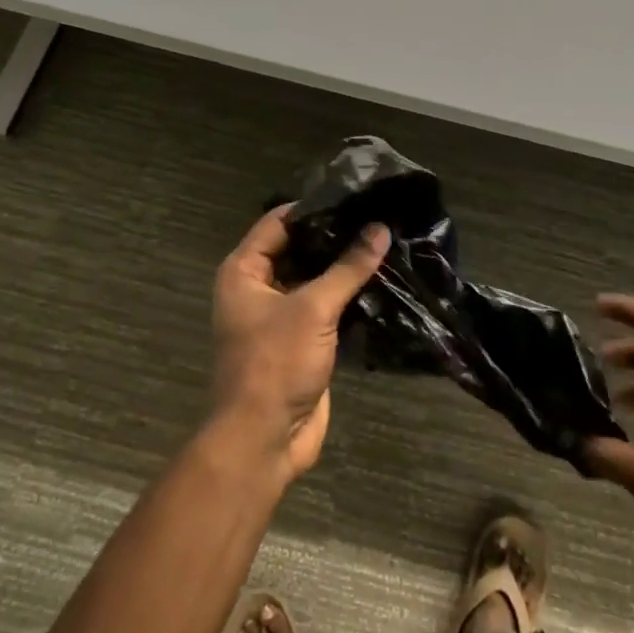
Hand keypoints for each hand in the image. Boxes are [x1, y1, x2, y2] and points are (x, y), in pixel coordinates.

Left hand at [207, 206, 389, 481]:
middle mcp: (259, 288)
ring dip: (346, 269)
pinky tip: (385, 282)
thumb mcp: (312, 309)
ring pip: (317, 281)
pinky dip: (351, 298)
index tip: (355, 195)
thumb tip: (379, 229)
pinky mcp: (304, 341)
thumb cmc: (275, 363)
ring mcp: (282, 316)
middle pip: (300, 250)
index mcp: (244, 271)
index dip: (314, 207)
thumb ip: (347, 268)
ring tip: (389, 242)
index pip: (279, 222)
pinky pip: (328, 309)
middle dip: (336, 238)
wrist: (264, 438)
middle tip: (380, 217)